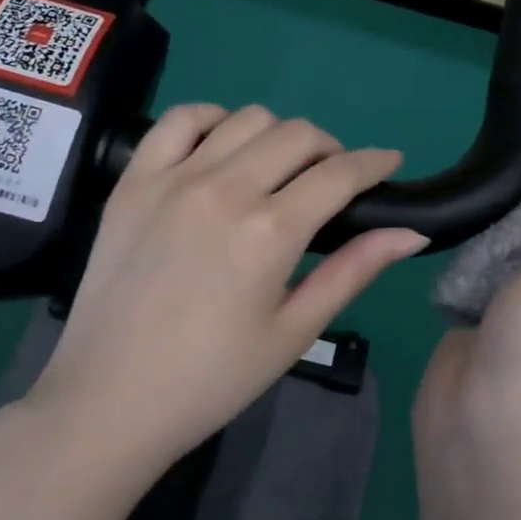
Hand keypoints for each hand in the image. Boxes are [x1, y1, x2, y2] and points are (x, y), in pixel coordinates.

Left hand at [29, 104, 428, 469]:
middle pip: (297, 135)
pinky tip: (222, 149)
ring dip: (278, 135)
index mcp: (270, 232)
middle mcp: (225, 189)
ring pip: (247, 118)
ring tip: (278, 169)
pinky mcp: (133, 181)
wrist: (108, 401)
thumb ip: (354, 271)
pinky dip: (213, 120)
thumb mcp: (294, 331)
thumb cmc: (212, 378)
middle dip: (331, 150)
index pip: (340, 174)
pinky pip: (180, 120)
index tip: (390, 162)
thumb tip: (412, 233)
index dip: (375, 162)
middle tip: (332, 181)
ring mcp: (173, 178)